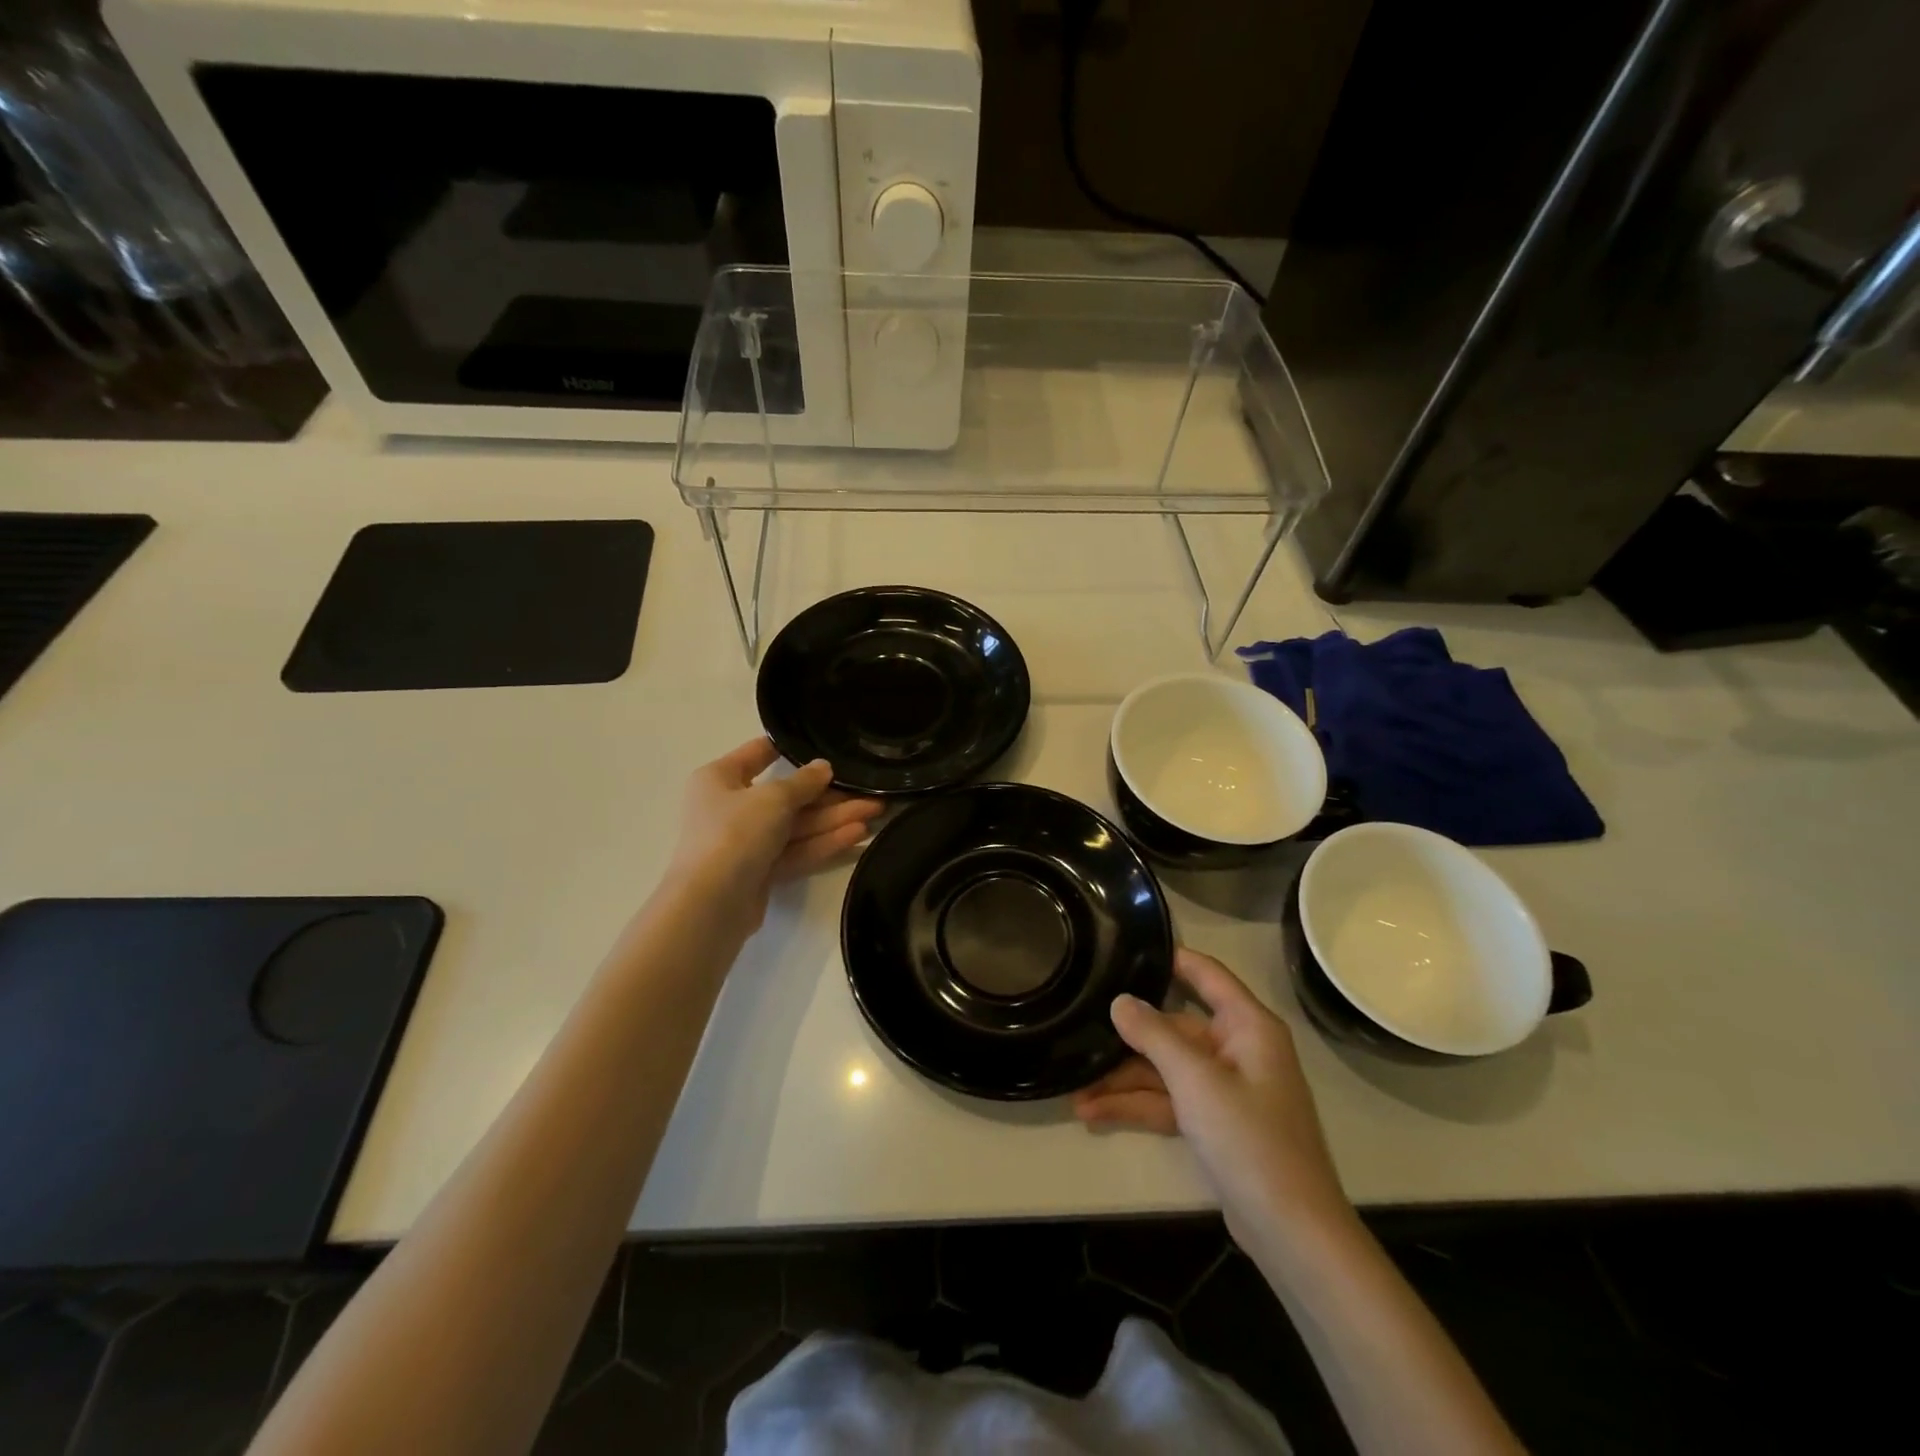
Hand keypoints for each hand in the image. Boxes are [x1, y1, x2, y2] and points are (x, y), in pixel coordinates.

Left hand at [668, 737, 882, 925]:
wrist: (712, 904)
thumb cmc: (735, 833)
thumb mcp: (774, 798)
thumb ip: (803, 781)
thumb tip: (824, 767)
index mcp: (719, 778)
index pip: (758, 754)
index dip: (791, 749)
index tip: (826, 745)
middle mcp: (730, 807)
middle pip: (786, 796)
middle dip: (829, 795)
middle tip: (870, 791)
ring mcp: (745, 843)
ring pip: (796, 826)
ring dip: (834, 819)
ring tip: (876, 811)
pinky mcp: (760, 872)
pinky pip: (795, 850)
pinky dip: (823, 843)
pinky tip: (858, 835)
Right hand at [1073, 948, 1352, 1256]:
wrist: (1292, 1233)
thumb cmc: (1250, 1139)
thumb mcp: (1195, 1080)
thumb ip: (1154, 1035)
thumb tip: (1120, 1000)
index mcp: (1247, 1026)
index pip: (1206, 974)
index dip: (1169, 957)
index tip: (1124, 947)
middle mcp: (1237, 1049)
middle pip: (1174, 1028)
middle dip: (1128, 1037)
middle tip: (1080, 1027)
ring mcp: (1226, 1089)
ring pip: (1166, 1069)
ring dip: (1124, 1080)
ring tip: (1075, 1088)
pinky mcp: (1215, 1123)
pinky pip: (1170, 1101)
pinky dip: (1138, 1106)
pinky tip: (1095, 1112)